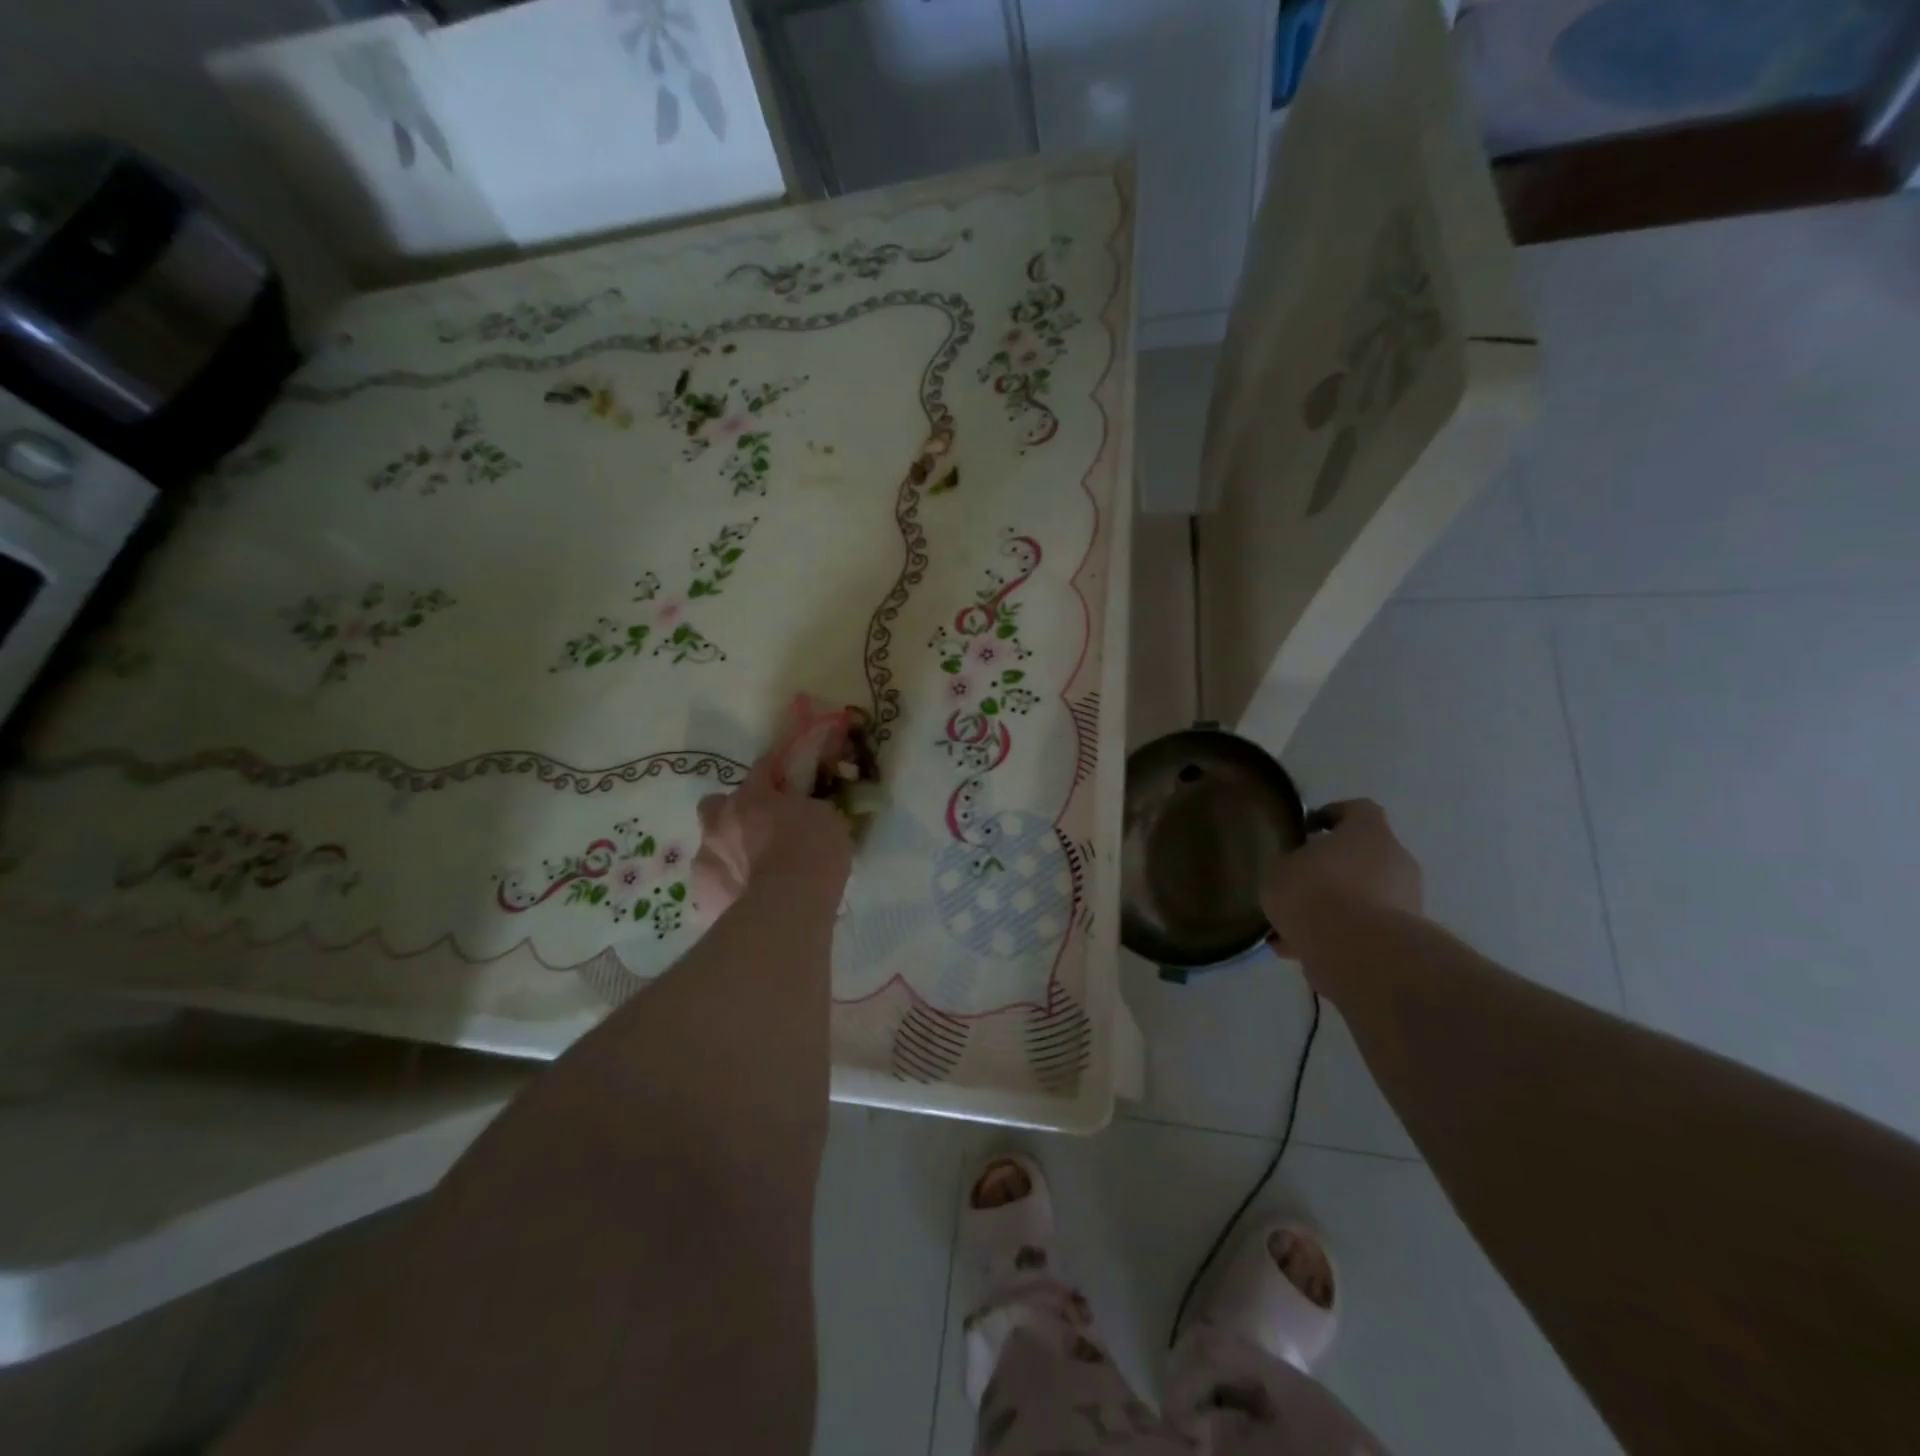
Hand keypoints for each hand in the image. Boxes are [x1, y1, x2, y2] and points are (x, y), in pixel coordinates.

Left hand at [692, 700, 854, 913]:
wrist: (788, 908)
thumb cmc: (813, 854)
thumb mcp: (826, 818)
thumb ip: (807, 808)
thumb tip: (804, 810)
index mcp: (752, 796)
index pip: (762, 769)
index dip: (773, 772)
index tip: (783, 777)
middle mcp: (720, 821)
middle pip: (715, 805)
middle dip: (731, 813)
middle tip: (757, 830)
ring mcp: (706, 859)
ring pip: (711, 846)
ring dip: (729, 853)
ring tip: (755, 873)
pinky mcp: (701, 895)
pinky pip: (713, 884)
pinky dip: (727, 888)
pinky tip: (748, 899)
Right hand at [1262, 799, 1423, 963]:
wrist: (1359, 954)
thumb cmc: (1315, 893)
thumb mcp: (1279, 870)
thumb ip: (1289, 863)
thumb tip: (1296, 867)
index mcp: (1368, 832)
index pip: (1358, 809)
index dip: (1332, 816)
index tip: (1308, 830)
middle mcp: (1396, 860)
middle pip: (1363, 856)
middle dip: (1333, 869)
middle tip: (1300, 883)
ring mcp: (1407, 901)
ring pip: (1364, 896)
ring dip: (1336, 907)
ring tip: (1295, 927)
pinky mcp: (1406, 938)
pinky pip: (1366, 929)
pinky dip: (1341, 936)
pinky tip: (1305, 951)